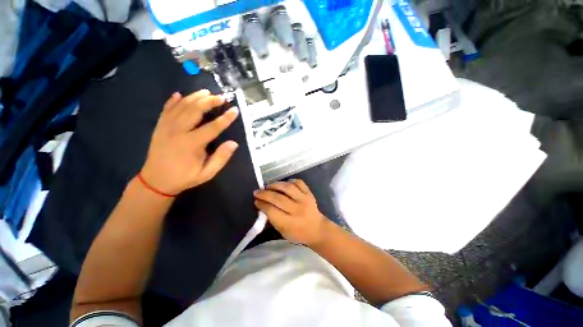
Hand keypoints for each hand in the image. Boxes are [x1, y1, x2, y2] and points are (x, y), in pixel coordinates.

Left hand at [140, 90, 238, 194]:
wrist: (155, 180)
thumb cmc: (184, 177)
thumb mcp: (207, 173)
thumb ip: (221, 158)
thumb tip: (234, 143)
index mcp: (191, 144)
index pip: (212, 127)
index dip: (225, 118)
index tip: (235, 110)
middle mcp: (177, 132)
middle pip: (195, 110)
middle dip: (209, 101)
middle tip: (221, 97)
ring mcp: (166, 127)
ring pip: (181, 106)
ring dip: (194, 97)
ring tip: (206, 92)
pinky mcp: (159, 127)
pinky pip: (166, 109)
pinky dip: (173, 101)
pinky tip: (179, 94)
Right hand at [254, 179, 328, 245]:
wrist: (317, 229)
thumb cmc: (298, 233)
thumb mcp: (283, 231)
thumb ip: (273, 219)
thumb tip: (262, 204)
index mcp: (290, 223)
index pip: (272, 211)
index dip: (262, 204)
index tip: (256, 201)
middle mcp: (297, 210)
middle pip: (278, 198)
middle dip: (265, 194)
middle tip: (257, 191)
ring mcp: (305, 200)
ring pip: (288, 188)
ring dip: (275, 185)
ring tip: (268, 186)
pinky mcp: (309, 193)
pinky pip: (299, 182)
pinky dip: (290, 181)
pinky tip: (284, 184)